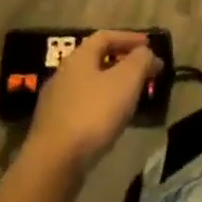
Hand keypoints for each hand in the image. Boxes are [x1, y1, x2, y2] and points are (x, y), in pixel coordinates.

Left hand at [21, 31, 156, 192]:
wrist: (53, 165)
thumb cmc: (93, 114)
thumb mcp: (127, 80)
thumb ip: (141, 60)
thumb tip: (147, 53)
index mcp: (79, 57)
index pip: (106, 36)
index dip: (129, 38)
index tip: (149, 46)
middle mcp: (63, 74)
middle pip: (96, 60)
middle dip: (122, 63)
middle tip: (143, 73)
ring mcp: (54, 103)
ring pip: (89, 86)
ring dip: (111, 87)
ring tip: (131, 99)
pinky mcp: (52, 129)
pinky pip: (82, 108)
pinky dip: (100, 108)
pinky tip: (110, 122)